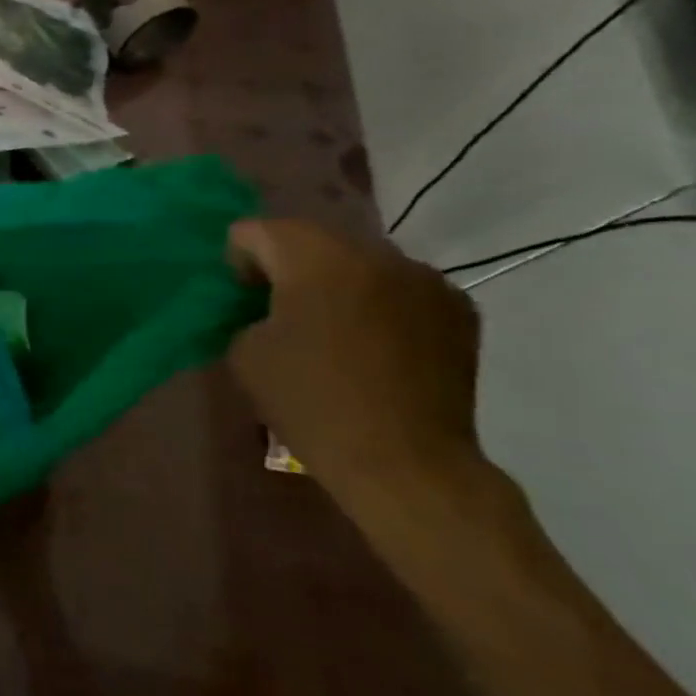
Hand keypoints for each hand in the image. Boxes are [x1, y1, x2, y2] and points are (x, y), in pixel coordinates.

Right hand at [227, 219, 484, 510]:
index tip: (240, 299)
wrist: (405, 463)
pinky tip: (373, 345)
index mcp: (316, 258)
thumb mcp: (245, 352)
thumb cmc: (312, 403)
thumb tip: (264, 304)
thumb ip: (246, 311)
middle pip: (311, 240)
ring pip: (358, 261)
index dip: (238, 261)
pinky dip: (377, 302)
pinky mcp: (457, 308)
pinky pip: (399, 287)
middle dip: (288, 267)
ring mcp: (424, 278)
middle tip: (277, 311)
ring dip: (335, 283)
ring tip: (330, 329)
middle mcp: (375, 252)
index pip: (257, 231)